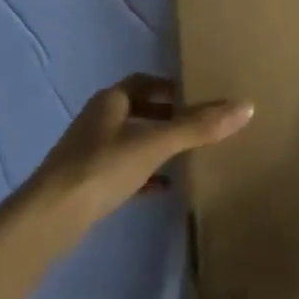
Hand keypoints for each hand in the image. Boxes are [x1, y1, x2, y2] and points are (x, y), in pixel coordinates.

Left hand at [26, 75, 252, 240]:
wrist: (52, 216)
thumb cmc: (103, 167)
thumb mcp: (155, 144)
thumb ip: (198, 127)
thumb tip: (246, 106)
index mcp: (109, 101)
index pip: (143, 83)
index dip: (169, 87)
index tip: (196, 96)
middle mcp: (97, 120)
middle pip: (137, 111)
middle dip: (166, 116)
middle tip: (197, 126)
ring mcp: (89, 153)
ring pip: (129, 141)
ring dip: (155, 145)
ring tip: (187, 156)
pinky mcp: (86, 184)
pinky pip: (122, 171)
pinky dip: (144, 174)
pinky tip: (163, 188)